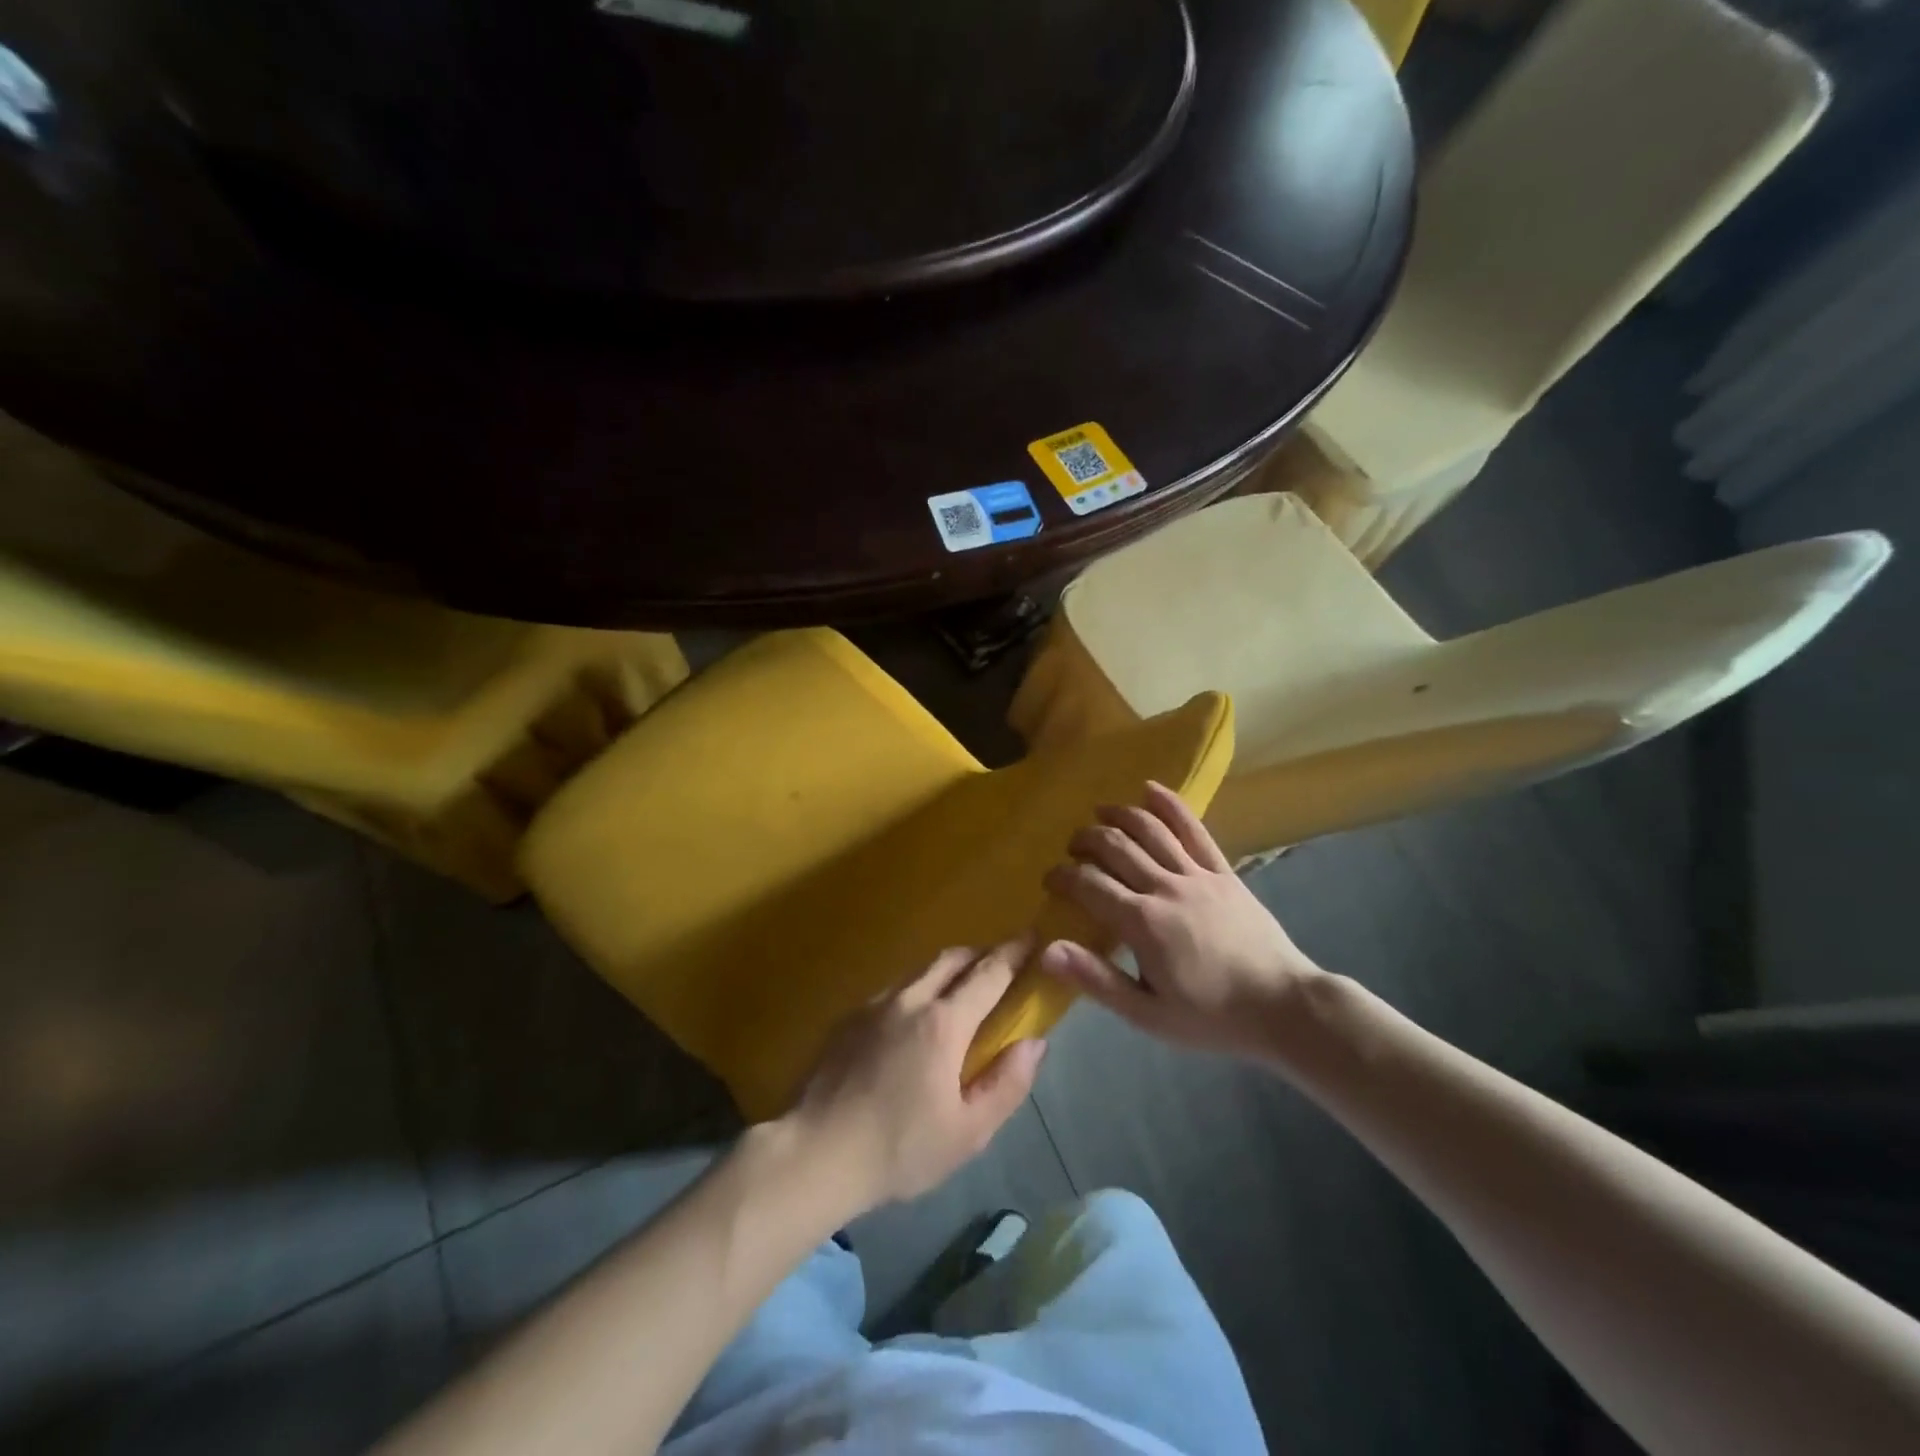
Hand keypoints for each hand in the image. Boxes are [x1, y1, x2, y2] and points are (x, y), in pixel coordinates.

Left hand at [783, 940, 1046, 1213]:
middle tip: (1002, 964)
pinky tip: (914, 1020)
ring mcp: (874, 1004)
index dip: (1015, 954)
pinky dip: (918, 989)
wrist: (814, 1153)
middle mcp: (909, 999)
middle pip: (952, 959)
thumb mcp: (968, 1132)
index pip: (989, 974)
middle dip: (982, 953)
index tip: (1034, 938)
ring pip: (920, 970)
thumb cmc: (899, 1149)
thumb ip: (1007, 1084)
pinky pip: (893, 989)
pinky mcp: (848, 1018)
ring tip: (961, 990)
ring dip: (948, 969)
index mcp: (943, 1023)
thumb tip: (1035, 1043)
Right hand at [1040, 782, 1324, 1056]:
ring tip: (1100, 812)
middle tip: (1073, 848)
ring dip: (1119, 815)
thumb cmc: (1211, 1017)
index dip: (1063, 876)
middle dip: (1086, 840)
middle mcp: (1165, 887)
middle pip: (1115, 847)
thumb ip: (1095, 978)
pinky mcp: (1223, 871)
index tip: (1050, 879)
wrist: (1283, 1007)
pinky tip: (1151, 789)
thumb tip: (1045, 950)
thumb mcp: (1146, 1014)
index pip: (1089, 884)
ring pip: (1150, 830)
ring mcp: (1197, 875)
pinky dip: (1170, 805)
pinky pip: (1194, 829)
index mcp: (1142, 922)